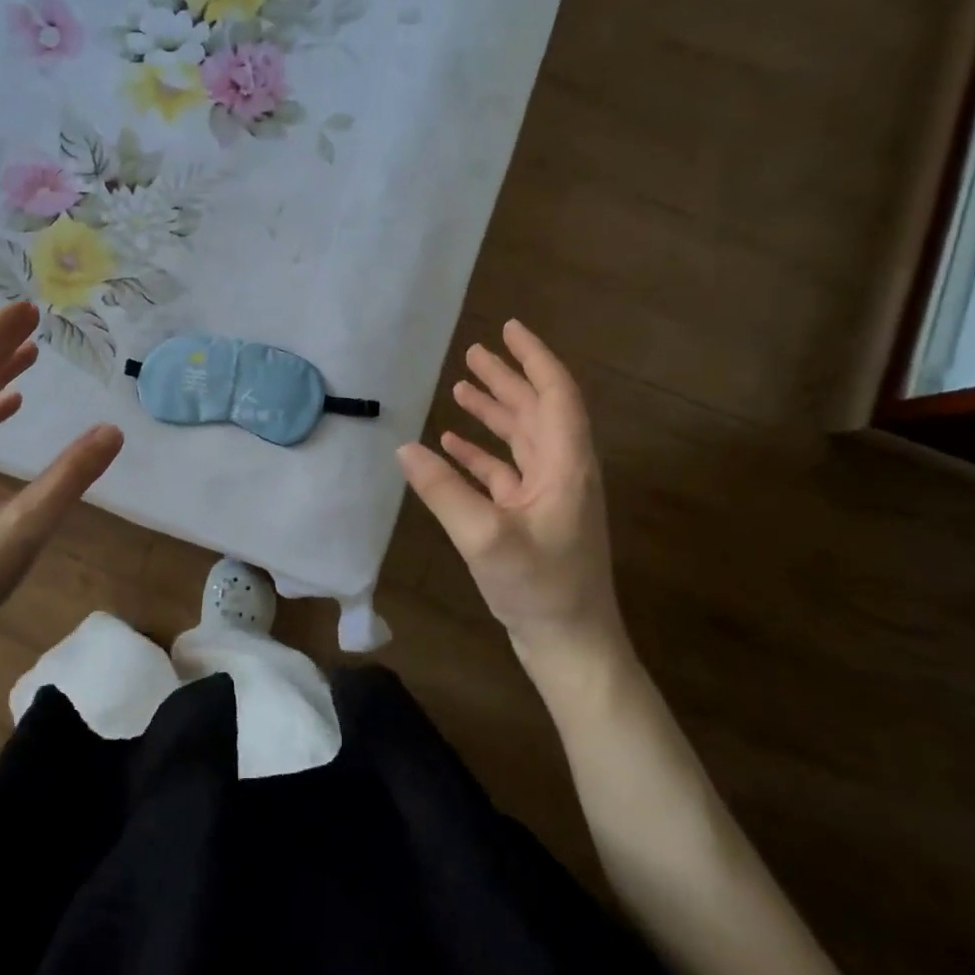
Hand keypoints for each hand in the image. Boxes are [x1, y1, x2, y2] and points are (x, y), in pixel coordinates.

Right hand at [397, 320, 629, 694]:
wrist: (571, 645)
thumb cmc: (539, 588)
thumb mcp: (484, 537)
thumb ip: (443, 490)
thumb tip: (404, 448)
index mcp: (565, 465)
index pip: (555, 394)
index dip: (534, 358)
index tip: (509, 329)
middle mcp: (562, 472)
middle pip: (537, 410)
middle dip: (507, 379)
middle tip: (474, 352)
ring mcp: (549, 496)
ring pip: (522, 438)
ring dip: (495, 411)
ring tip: (462, 386)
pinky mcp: (533, 518)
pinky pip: (506, 471)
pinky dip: (481, 453)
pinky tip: (452, 445)